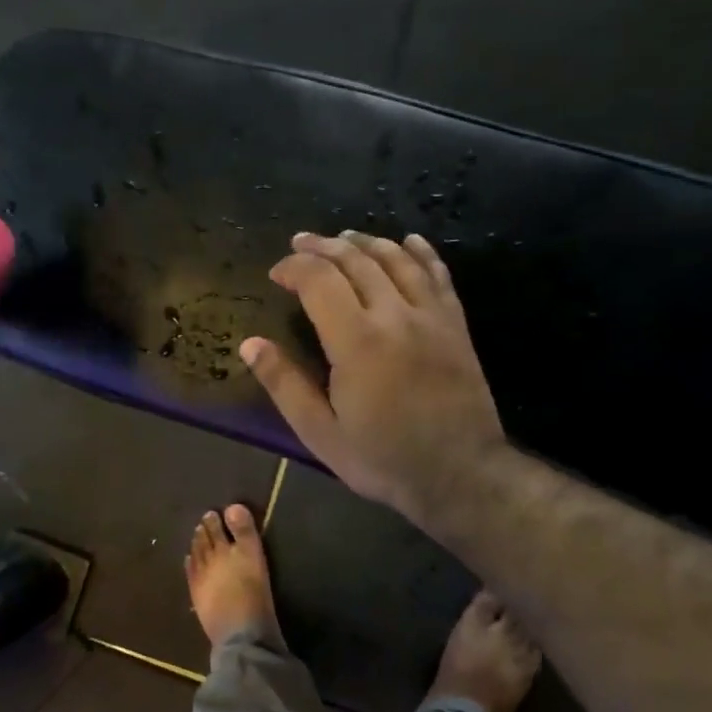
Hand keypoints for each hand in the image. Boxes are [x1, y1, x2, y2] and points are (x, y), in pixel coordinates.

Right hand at [241, 232, 505, 533]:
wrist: (461, 474)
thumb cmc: (382, 458)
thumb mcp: (320, 433)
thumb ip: (284, 384)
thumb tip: (250, 344)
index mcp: (356, 341)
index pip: (319, 281)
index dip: (294, 268)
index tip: (276, 274)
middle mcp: (395, 315)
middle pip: (356, 260)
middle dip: (323, 247)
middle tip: (300, 243)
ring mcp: (431, 316)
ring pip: (396, 259)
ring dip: (366, 242)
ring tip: (343, 238)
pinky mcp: (455, 325)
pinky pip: (437, 274)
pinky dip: (419, 252)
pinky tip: (408, 241)